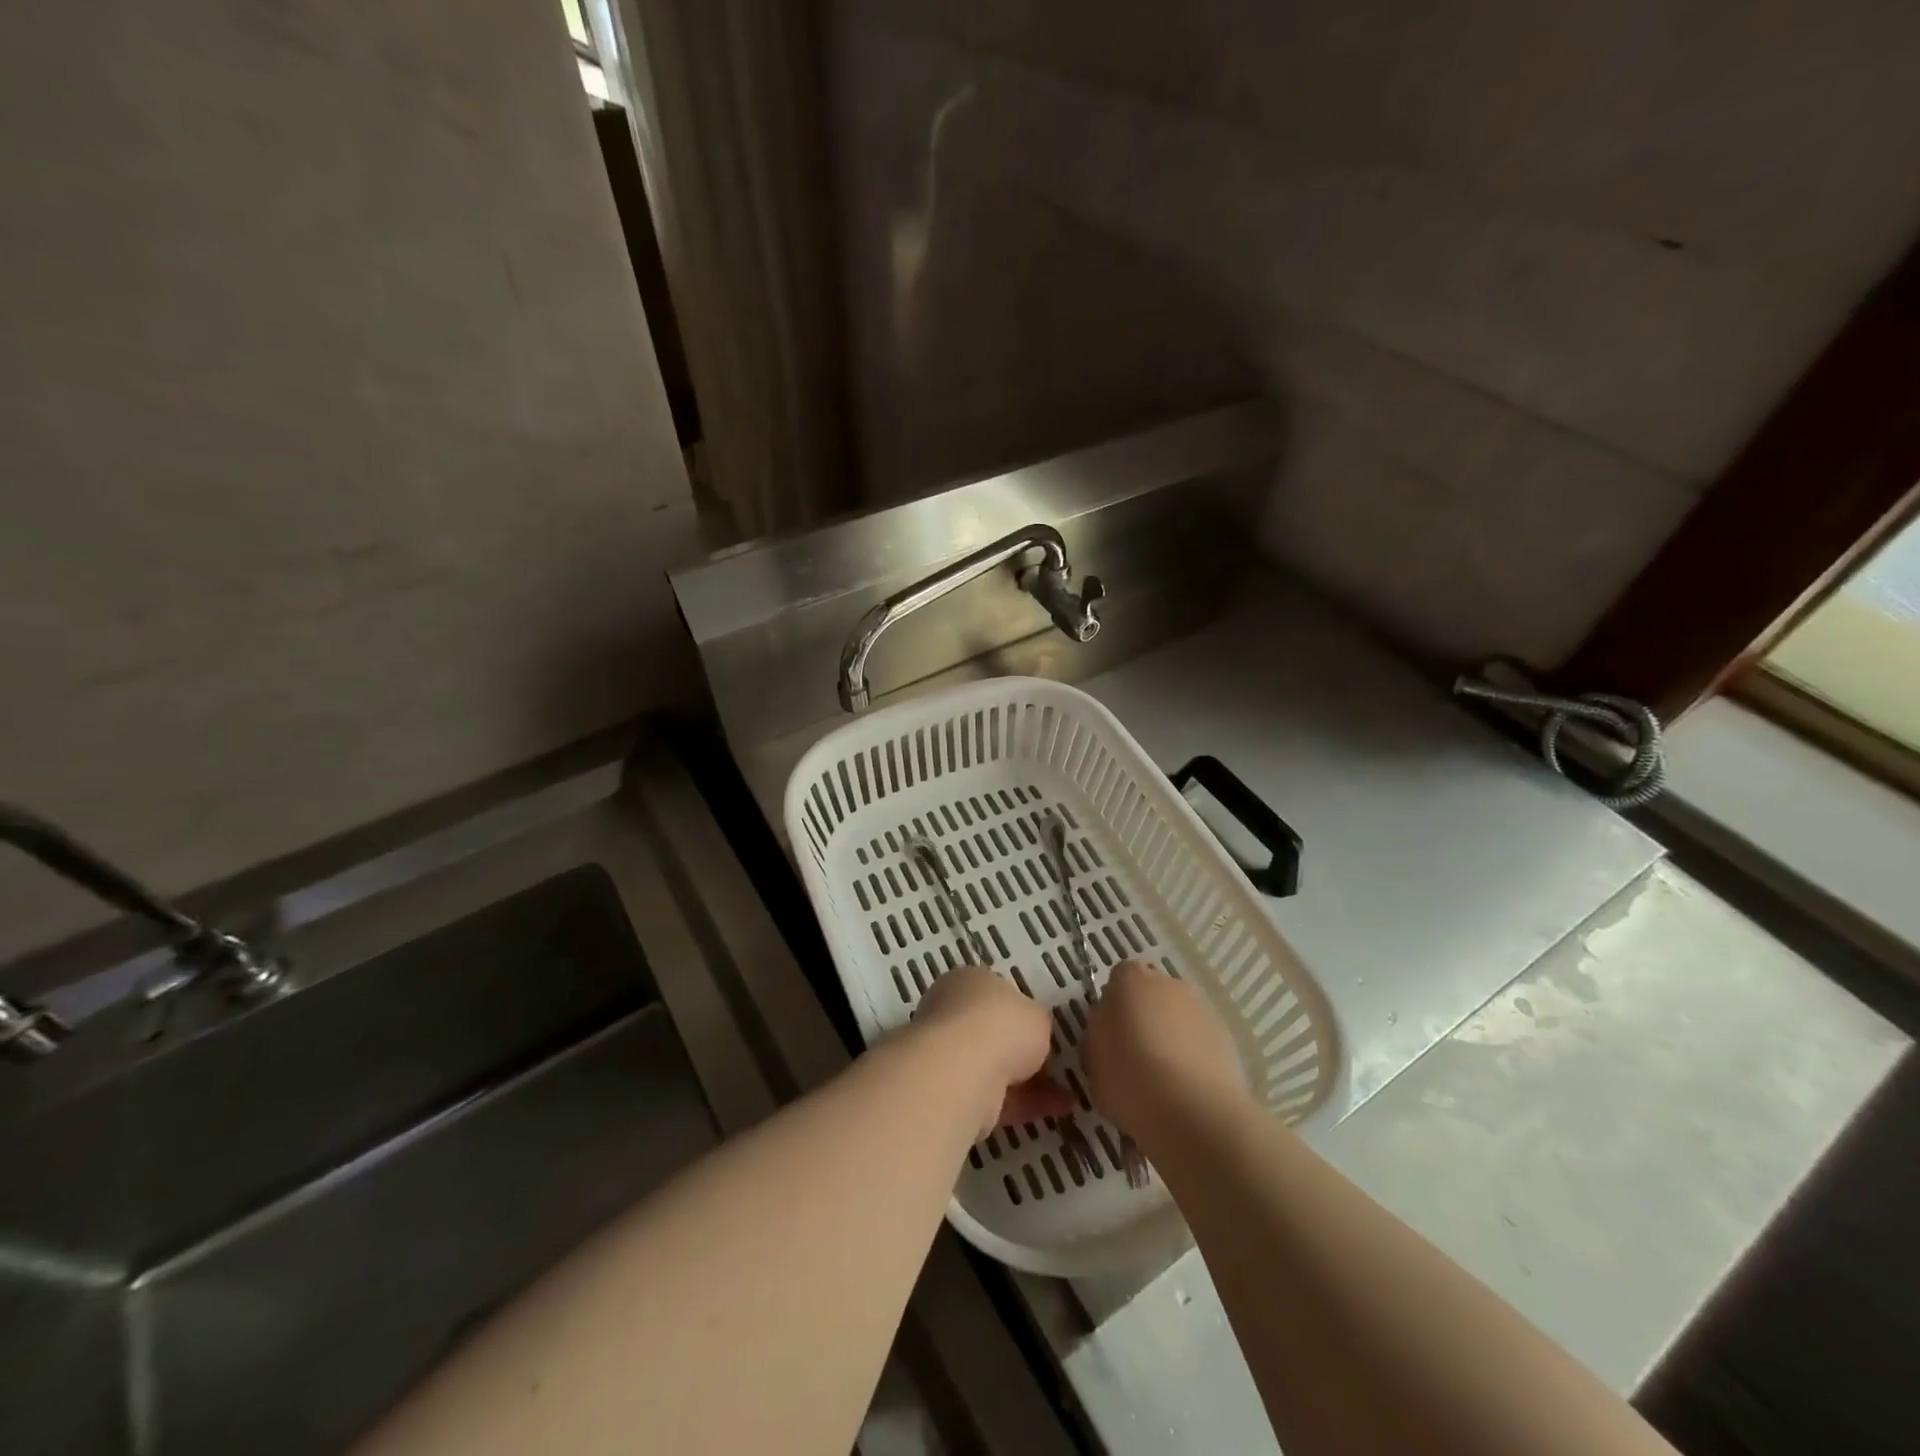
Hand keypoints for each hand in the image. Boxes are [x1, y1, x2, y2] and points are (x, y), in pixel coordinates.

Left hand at [913, 966, 1074, 1136]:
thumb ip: (1037, 1022)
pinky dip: (1022, 1104)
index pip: (994, 993)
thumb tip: (1033, 1032)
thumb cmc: (1002, 1025)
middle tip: (1053, 1065)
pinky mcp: (950, 1092)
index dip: (1020, 1012)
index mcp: (967, 981)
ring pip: (992, 1066)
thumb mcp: (1038, 1015)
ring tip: (1066, 1096)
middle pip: (991, 1032)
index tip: (1042, 1031)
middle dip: (1021, 1051)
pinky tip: (1055, 1110)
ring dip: (1027, 1082)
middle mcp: (950, 1012)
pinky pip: (993, 1096)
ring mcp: (946, 1054)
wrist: (963, 1071)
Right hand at [1083, 960, 1249, 1143]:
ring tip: (1165, 1079)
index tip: (1111, 1035)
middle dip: (1145, 1017)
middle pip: (1152, 994)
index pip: (1120, 978)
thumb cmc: (1130, 1078)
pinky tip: (1187, 1088)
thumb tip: (1112, 1027)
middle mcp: (1169, 983)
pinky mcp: (1227, 1037)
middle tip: (1136, 1057)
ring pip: (1179, 1017)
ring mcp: (1202, 1008)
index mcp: (1130, 979)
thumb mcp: (1092, 1057)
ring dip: (1172, 1036)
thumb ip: (1100, 1031)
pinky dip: (1194, 1055)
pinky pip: (1200, 1040)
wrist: (1193, 1112)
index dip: (1115, 1005)